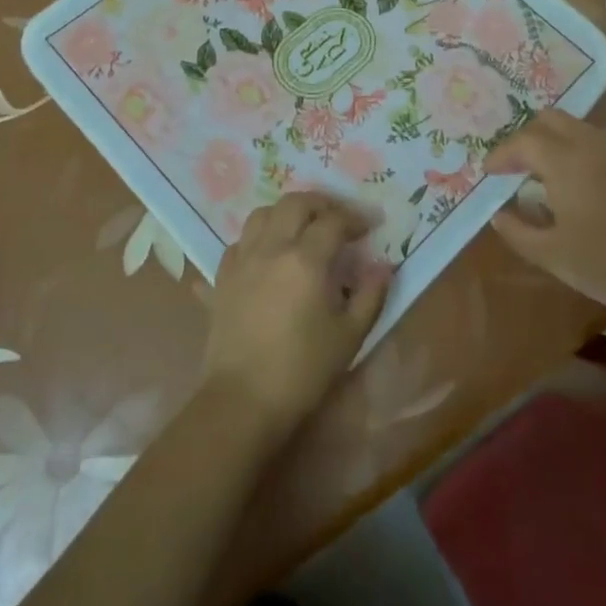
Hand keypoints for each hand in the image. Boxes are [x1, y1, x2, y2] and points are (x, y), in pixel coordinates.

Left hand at [202, 192, 391, 436]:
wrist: (242, 401)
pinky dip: (256, 239)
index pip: (334, 221)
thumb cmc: (303, 370)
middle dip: (321, 203)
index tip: (370, 226)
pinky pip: (238, 243)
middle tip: (338, 218)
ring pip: (261, 214)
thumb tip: (383, 266)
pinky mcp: (221, 279)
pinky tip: (266, 255)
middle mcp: (272, 248)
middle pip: (295, 203)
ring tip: (300, 229)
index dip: (356, 218)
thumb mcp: (349, 335)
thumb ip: (370, 295)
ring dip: (285, 213)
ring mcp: (242, 260)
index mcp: (306, 259)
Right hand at [484, 109, 605, 317]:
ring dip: (553, 141)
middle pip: (553, 120)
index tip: (488, 171)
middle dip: (527, 135)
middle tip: (513, 163)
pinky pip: (597, 146)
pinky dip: (575, 153)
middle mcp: (592, 149)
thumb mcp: (551, 255)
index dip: (502, 153)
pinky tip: (573, 186)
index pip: (525, 141)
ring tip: (539, 172)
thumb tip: (499, 215)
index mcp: (566, 163)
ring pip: (578, 129)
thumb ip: (518, 231)